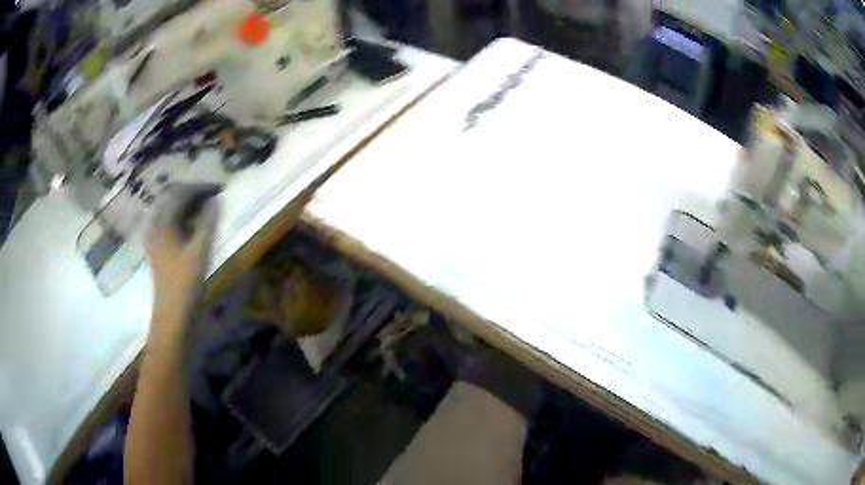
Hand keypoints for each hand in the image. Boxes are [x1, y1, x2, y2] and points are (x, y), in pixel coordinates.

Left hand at [147, 184, 219, 321]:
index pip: (180, 194)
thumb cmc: (185, 283)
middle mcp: (155, 226)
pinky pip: (167, 223)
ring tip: (204, 208)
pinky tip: (191, 226)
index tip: (219, 189)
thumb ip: (207, 223)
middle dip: (192, 193)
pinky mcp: (157, 250)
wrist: (172, 315)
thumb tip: (215, 201)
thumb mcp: (200, 251)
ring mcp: (154, 239)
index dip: (200, 188)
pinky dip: (181, 218)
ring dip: (186, 205)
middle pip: (171, 199)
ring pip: (169, 211)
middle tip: (212, 196)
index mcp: (163, 223)